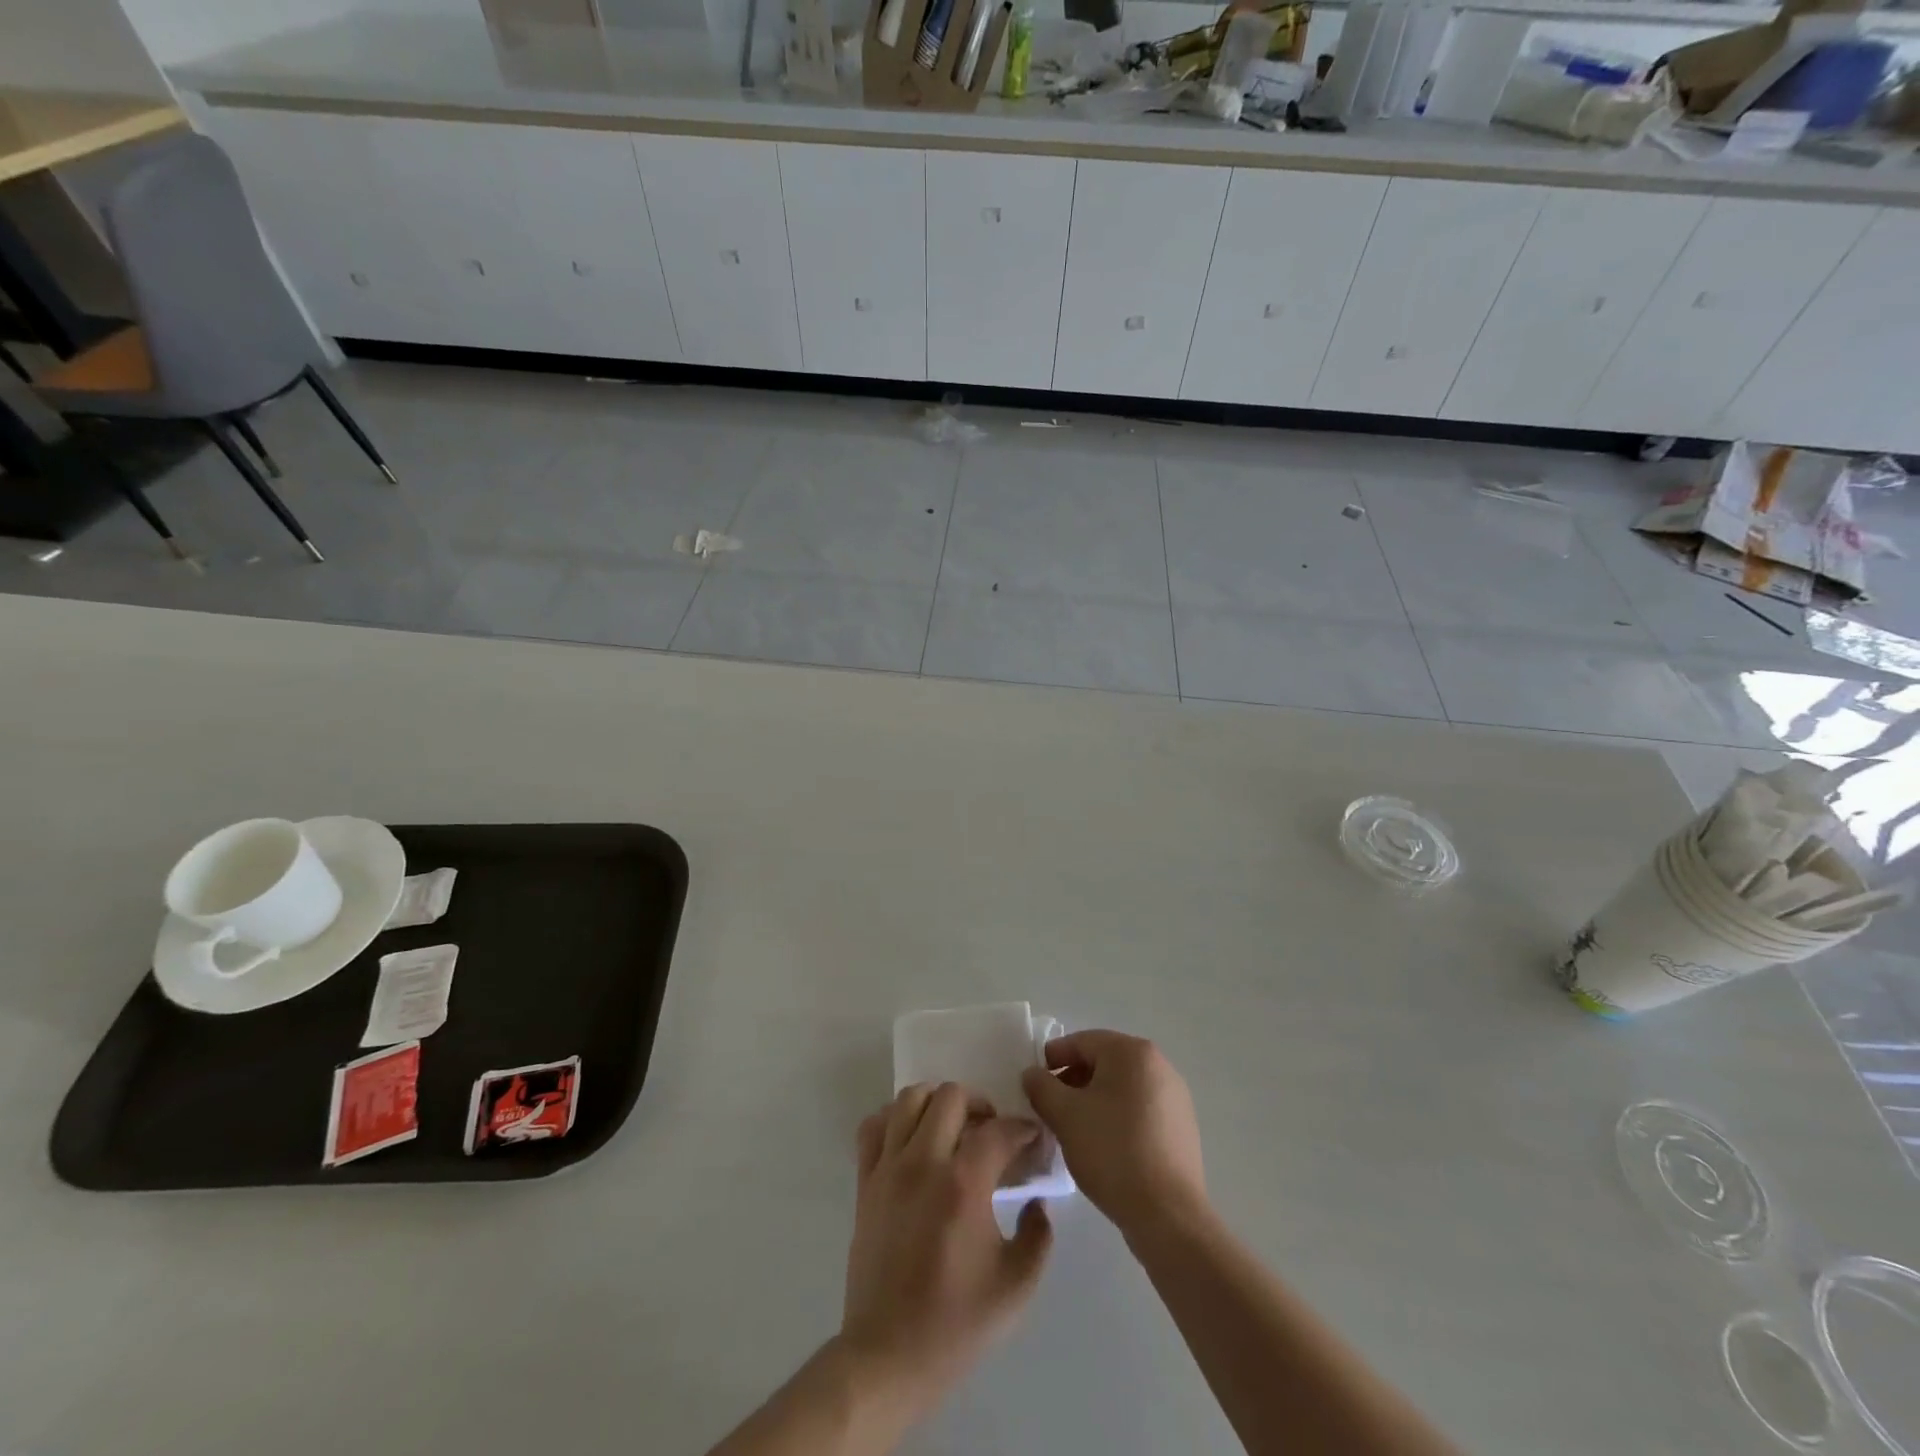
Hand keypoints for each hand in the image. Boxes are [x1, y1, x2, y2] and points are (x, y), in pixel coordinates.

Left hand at [840, 1083, 1052, 1415]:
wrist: (888, 1356)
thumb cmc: (955, 1324)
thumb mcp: (1016, 1288)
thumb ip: (1038, 1236)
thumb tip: (1036, 1201)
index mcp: (963, 1185)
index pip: (998, 1130)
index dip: (1022, 1129)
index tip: (1033, 1139)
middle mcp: (924, 1162)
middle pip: (951, 1096)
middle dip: (979, 1104)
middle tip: (991, 1131)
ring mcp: (889, 1168)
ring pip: (910, 1098)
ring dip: (937, 1103)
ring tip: (952, 1128)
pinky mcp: (865, 1181)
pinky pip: (874, 1125)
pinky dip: (894, 1119)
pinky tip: (912, 1140)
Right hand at [1021, 1031, 1207, 1238]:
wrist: (1168, 1215)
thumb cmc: (1112, 1152)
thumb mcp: (1065, 1115)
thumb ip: (1041, 1086)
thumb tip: (1032, 1073)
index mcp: (1132, 1052)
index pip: (1082, 1042)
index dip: (1052, 1059)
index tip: (1033, 1083)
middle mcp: (1159, 1065)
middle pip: (1103, 1062)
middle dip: (1072, 1081)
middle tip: (1050, 1108)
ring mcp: (1174, 1097)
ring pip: (1121, 1088)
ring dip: (1093, 1101)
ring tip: (1073, 1129)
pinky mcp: (1181, 1127)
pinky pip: (1139, 1110)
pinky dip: (1116, 1118)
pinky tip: (1102, 1146)